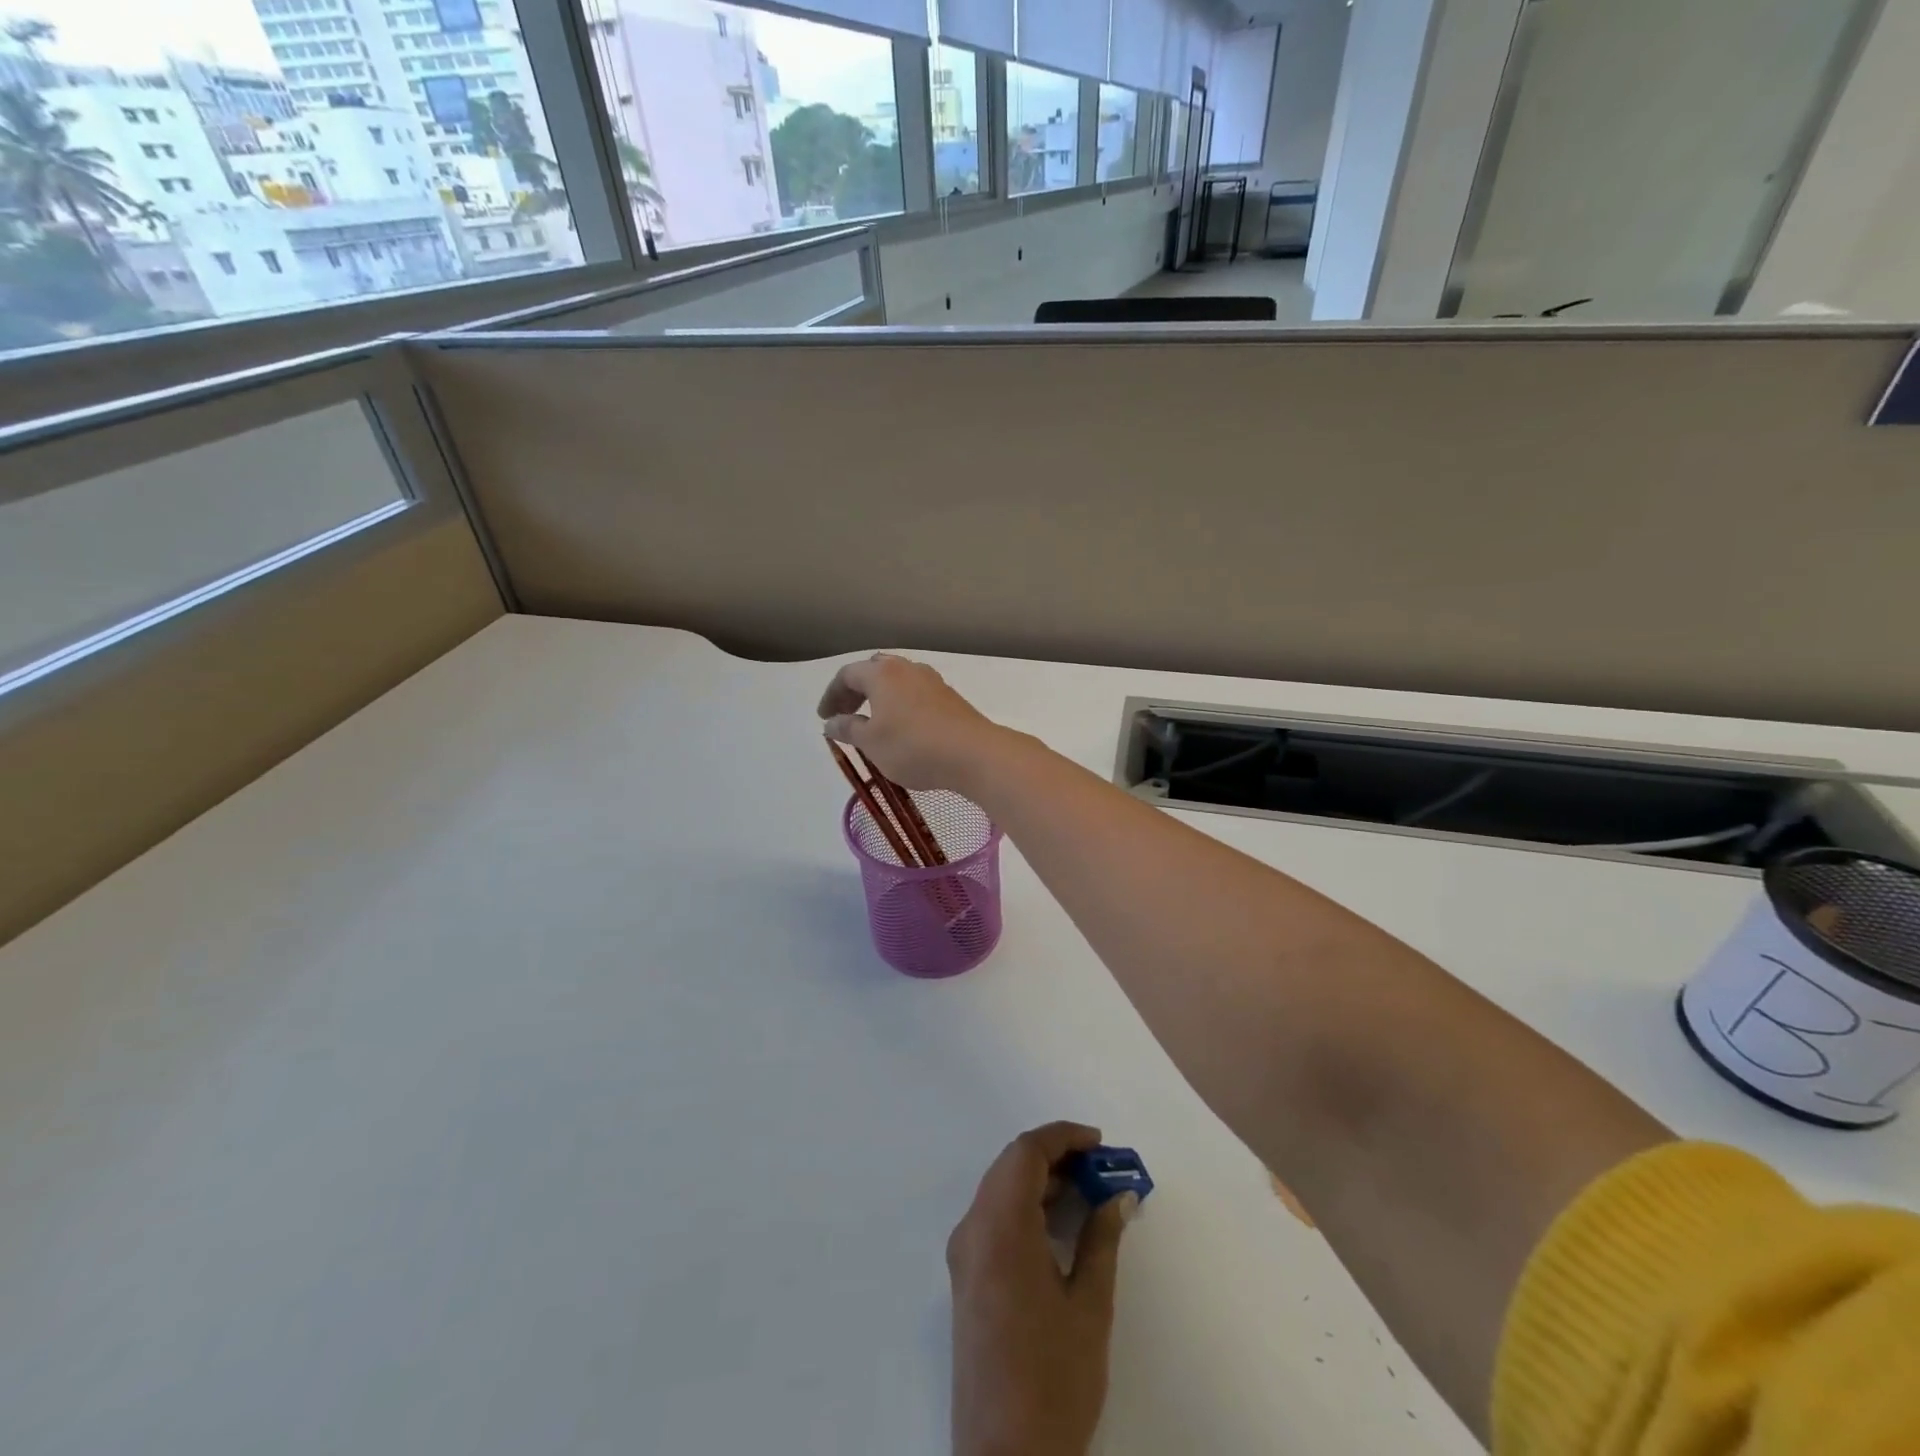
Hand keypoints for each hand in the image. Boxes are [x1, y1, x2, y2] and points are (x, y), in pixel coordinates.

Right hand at [817, 654, 1009, 791]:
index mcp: (882, 673)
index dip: (831, 695)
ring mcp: (932, 681)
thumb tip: (832, 723)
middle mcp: (907, 668)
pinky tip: (902, 728)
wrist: (973, 754)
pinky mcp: (949, 697)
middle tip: (845, 714)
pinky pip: (915, 693)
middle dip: (855, 691)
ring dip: (879, 697)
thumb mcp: (871, 743)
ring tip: (872, 723)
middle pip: (874, 671)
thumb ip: (848, 729)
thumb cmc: (913, 747)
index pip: (847, 675)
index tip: (825, 718)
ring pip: (897, 681)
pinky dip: (899, 704)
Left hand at [948, 1122, 1135, 1455]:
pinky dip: (1025, 1206)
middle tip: (1100, 1168)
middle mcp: (972, 1229)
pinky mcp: (965, 1277)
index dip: (1063, 1137)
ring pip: (1000, 1189)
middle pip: (1010, 1166)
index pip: (1025, 1153)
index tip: (1100, 1144)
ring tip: (1087, 1192)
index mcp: (999, 1227)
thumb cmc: (1053, 1379)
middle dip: (1055, 1156)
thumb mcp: (1089, 1306)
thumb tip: (1117, 1196)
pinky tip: (1058, 1223)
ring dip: (1040, 1180)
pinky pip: (994, 1217)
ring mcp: (963, 1254)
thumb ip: (1101, 1240)